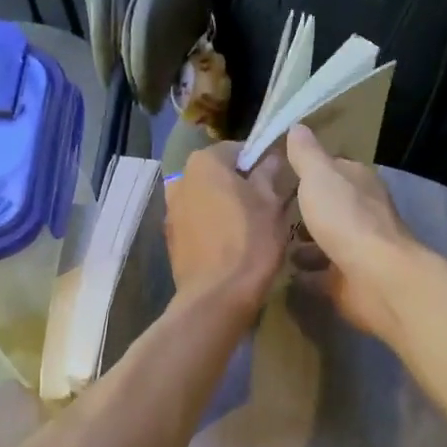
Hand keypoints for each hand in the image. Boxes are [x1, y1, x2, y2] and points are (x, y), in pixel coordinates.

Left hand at [163, 143, 292, 311]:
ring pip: (206, 200)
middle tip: (265, 206)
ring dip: (224, 207)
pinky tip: (229, 247)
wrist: (217, 297)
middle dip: (239, 185)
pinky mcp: (171, 239)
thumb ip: (269, 174)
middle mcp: (180, 180)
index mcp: (204, 162)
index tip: (275, 181)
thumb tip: (271, 158)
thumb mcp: (271, 204)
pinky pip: (197, 224)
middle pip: (217, 175)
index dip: (259, 162)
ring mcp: (171, 211)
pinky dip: (211, 228)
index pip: (237, 149)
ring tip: (248, 229)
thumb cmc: (250, 242)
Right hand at [286, 126, 421, 339]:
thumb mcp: (319, 176)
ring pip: (326, 240)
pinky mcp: (350, 279)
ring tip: (272, 243)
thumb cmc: (346, 219)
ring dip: (306, 242)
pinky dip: (308, 272)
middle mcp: (362, 212)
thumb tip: (297, 126)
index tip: (277, 175)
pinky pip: (323, 273)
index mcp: (358, 182)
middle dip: (304, 209)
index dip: (307, 170)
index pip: (332, 168)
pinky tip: (285, 273)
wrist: (375, 277)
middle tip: (269, 213)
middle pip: (329, 206)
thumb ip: (306, 155)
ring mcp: (357, 248)